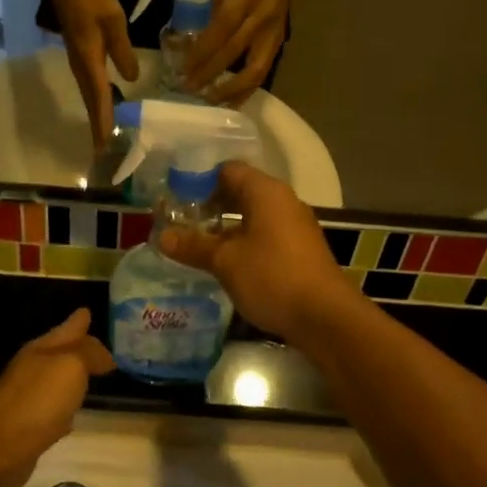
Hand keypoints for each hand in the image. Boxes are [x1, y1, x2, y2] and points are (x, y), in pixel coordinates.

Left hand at [0, 308, 115, 486]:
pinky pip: (55, 410)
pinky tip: (74, 415)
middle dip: (78, 348)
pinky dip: (66, 408)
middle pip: (61, 353)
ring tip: (93, 375)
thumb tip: (105, 355)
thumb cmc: (37, 400)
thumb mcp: (70, 366)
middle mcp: (34, 369)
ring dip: (74, 378)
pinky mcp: (30, 427)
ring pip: (59, 381)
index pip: (66, 329)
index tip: (88, 311)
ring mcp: (30, 399)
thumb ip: (88, 354)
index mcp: (41, 350)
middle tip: (102, 347)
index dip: (78, 321)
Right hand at [56, 0, 139, 146]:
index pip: (99, 98)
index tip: (106, 144)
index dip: (104, 121)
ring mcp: (79, 66)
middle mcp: (82, 70)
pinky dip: (96, 104)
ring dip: (96, 118)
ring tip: (104, 138)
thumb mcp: (114, 24)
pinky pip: (89, 89)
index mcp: (90, 64)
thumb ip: (124, 51)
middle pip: (91, 104)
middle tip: (104, 152)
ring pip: (89, 98)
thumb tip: (132, 79)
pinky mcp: (80, 61)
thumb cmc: (94, 4)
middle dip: (98, 128)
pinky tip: (104, 108)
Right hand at [159, 163, 359, 342]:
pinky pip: (265, 235)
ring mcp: (294, 226)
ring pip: (253, 216)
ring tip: (196, 244)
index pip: (228, 170)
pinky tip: (224, 262)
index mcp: (266, 192)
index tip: (175, 198)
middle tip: (180, 222)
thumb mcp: (226, 262)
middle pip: (241, 192)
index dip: (199, 180)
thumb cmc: (272, 277)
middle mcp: (283, 201)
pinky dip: (243, 242)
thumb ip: (193, 246)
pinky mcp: (299, 250)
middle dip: (210, 206)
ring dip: (225, 227)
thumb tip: (162, 237)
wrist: (325, 317)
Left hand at [183, 0, 297, 105]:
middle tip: (188, 88)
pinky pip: (262, 72)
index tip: (183, 68)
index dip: (201, 52)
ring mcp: (273, 32)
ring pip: (254, 70)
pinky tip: (232, 101)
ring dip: (231, 89)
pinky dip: (246, 89)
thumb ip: (209, 7)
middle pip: (233, 52)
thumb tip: (184, 37)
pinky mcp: (279, 42)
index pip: (220, 29)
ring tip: (210, 101)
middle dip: (209, 73)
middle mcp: (261, 17)